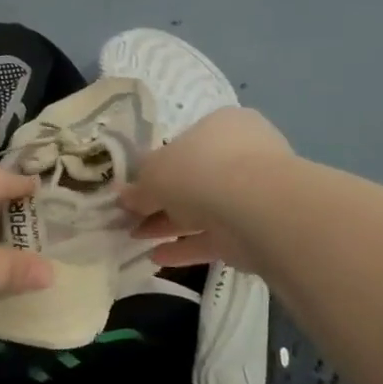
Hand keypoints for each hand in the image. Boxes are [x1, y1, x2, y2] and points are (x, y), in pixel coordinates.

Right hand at [120, 107, 292, 269]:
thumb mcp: (154, 173)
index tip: (135, 187)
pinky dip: (187, 247)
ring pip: (203, 209)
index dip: (156, 166)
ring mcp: (253, 194)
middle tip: (131, 216)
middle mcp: (242, 155)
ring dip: (169, 224)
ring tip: (135, 237)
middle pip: (194, 178)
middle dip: (161, 200)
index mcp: (222, 126)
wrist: (258, 208)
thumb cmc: (200, 170)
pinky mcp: (257, 230)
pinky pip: (215, 237)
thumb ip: (139, 186)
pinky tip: (157, 257)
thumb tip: (124, 196)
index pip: (185, 143)